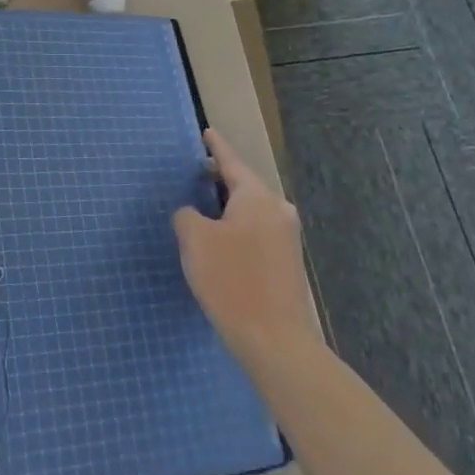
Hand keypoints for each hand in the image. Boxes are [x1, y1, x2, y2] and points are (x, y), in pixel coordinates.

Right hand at [174, 131, 323, 365]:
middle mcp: (277, 210)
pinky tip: (220, 241)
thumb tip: (193, 214)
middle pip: (244, 185)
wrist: (275, 342)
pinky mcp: (287, 263)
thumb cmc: (232, 281)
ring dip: (227, 207)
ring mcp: (286, 238)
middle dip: (219, 179)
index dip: (216, 147)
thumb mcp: (195, 241)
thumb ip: (187, 215)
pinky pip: (256, 231)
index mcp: (257, 197)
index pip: (231, 162)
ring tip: (202, 207)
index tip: (207, 132)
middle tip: (195, 172)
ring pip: (250, 210)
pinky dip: (236, 227)